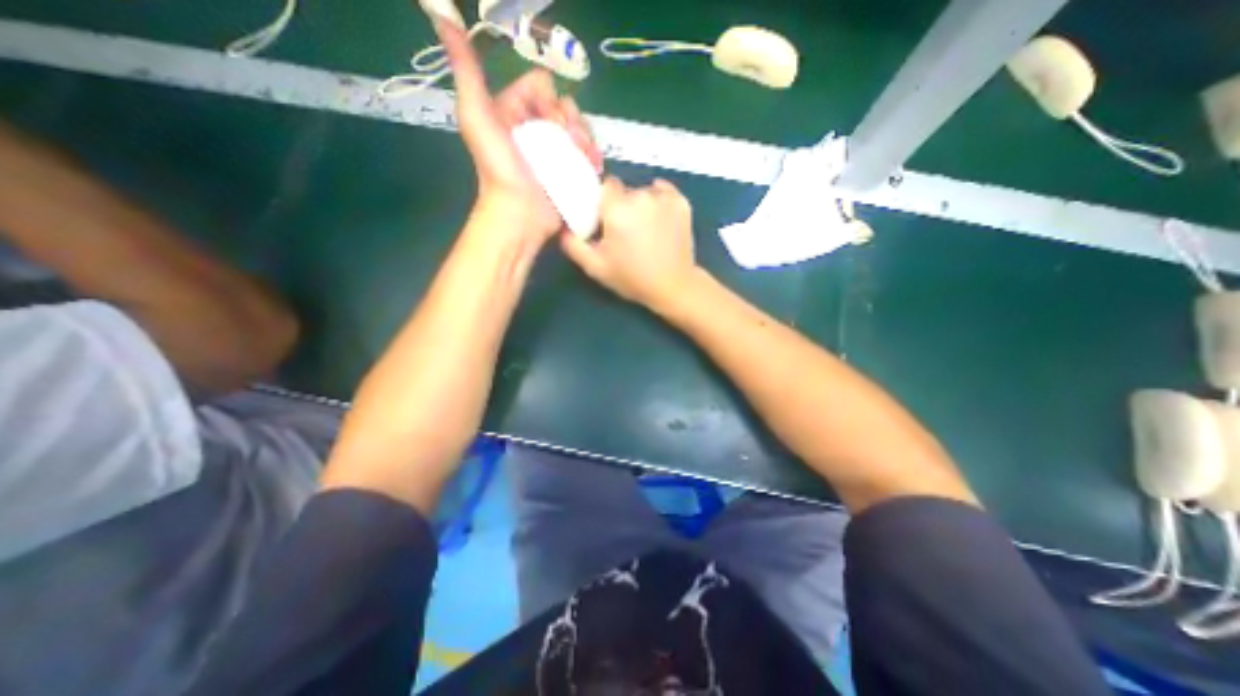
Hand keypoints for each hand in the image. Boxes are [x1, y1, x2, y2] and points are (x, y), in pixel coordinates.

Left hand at [434, 22, 600, 244]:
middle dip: (573, 120)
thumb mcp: (477, 118)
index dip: (549, 98)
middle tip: (572, 141)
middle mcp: (536, 128)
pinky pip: (587, 153)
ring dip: (587, 138)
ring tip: (586, 156)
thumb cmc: (499, 170)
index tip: (549, 120)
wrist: (520, 215)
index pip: (542, 85)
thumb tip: (443, 18)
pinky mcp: (569, 171)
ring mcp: (555, 151)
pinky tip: (594, 165)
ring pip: (580, 128)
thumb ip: (466, 72)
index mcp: (514, 110)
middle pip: (566, 106)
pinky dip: (593, 156)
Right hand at [561, 177, 695, 308]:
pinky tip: (660, 219)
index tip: (606, 219)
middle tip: (626, 231)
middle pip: (625, 191)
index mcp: (617, 209)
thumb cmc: (632, 278)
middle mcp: (640, 196)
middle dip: (622, 206)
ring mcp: (664, 198)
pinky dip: (660, 200)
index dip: (604, 202)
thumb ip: (574, 245)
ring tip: (646, 230)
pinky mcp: (682, 202)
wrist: (673, 286)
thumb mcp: (596, 268)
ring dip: (642, 204)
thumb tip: (563, 227)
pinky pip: (664, 192)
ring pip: (645, 191)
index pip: (605, 186)